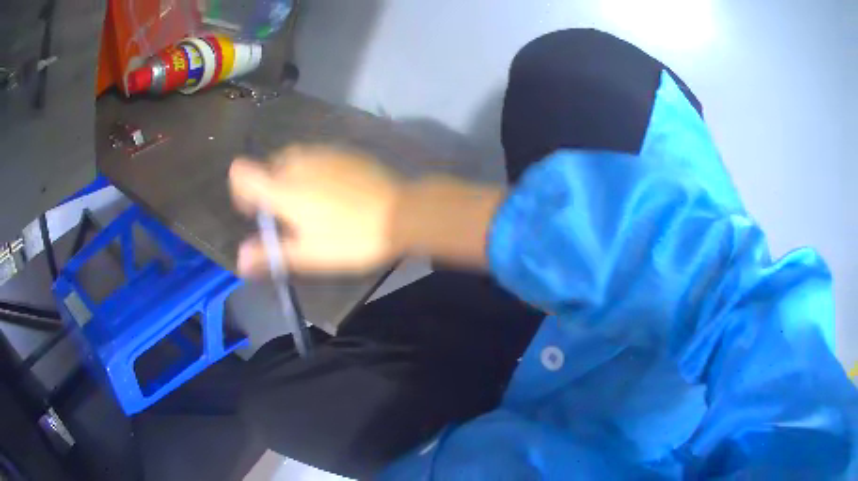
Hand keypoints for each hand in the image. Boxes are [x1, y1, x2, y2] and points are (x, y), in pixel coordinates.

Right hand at [229, 145, 404, 276]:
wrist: (401, 212)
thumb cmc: (350, 238)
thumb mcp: (308, 254)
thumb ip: (270, 255)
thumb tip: (239, 260)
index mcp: (281, 187)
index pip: (242, 173)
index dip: (241, 189)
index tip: (255, 210)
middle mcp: (296, 162)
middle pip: (267, 167)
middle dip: (269, 187)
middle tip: (287, 214)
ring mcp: (322, 152)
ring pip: (292, 160)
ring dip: (290, 177)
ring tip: (309, 203)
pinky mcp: (344, 151)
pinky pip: (316, 157)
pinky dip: (312, 170)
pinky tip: (332, 190)